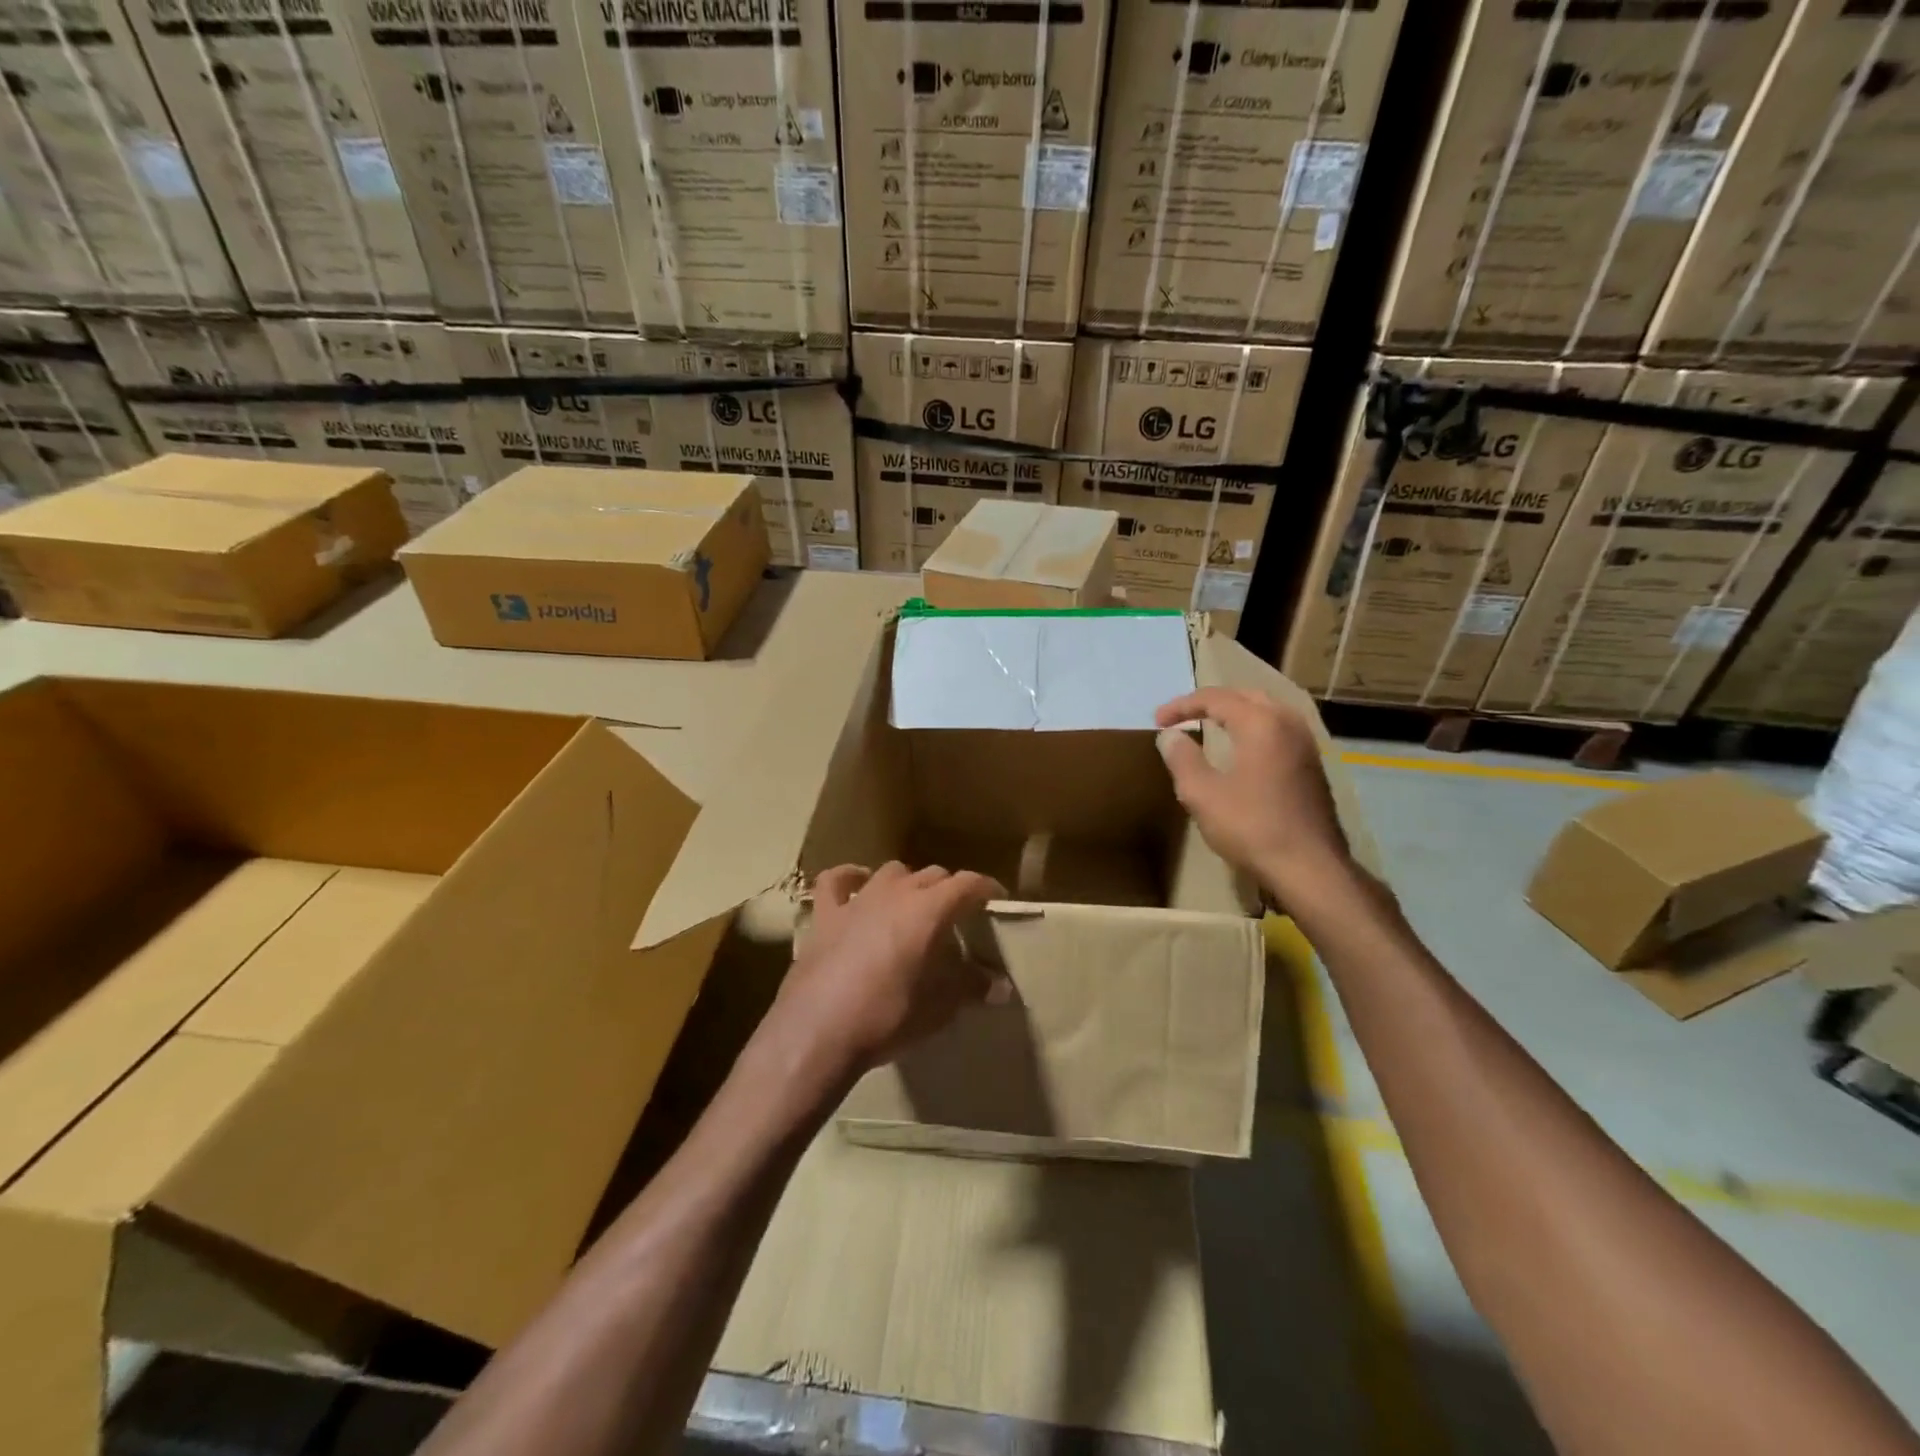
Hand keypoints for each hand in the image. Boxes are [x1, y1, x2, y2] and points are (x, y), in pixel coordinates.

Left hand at [768, 862, 1007, 1082]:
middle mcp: (896, 893)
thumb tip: (1000, 986)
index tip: (996, 898)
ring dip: (907, 883)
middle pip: (932, 875)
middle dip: (949, 889)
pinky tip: (858, 884)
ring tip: (913, 904)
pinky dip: (851, 878)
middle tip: (957, 915)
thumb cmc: (887, 1017)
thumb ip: (970, 988)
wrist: (818, 1031)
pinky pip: (837, 881)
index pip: (967, 884)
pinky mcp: (825, 914)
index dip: (985, 888)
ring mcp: (857, 899)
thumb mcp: (938, 1008)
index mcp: (929, 910)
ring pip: (891, 872)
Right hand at [1155, 687, 1353, 906]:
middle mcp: (1287, 722)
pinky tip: (1241, 749)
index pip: (1215, 698)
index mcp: (1260, 722)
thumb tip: (1170, 736)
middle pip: (1244, 696)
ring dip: (1234, 712)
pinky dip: (1252, 728)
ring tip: (1208, 725)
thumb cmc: (1251, 827)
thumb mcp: (1202, 794)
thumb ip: (1182, 758)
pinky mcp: (1312, 764)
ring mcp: (1305, 743)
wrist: (1310, 867)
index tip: (1157, 721)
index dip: (1181, 705)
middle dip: (1210, 702)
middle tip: (1182, 716)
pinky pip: (1277, 729)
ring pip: (1265, 710)